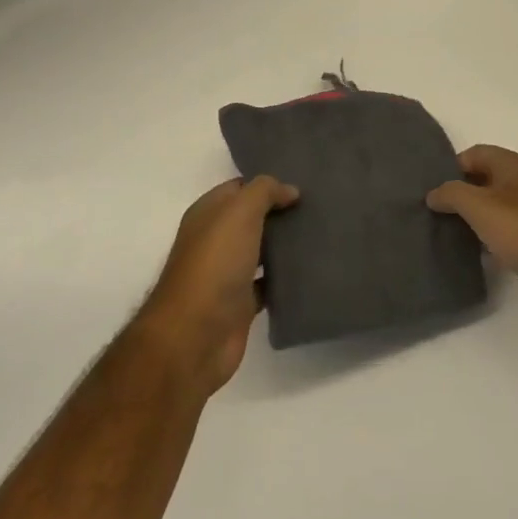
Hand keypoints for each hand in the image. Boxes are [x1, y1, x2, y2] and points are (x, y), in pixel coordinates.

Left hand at [138, 177, 298, 392]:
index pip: (239, 188)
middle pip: (252, 219)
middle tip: (319, 208)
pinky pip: (267, 284)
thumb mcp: (239, 213)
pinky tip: (311, 272)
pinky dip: (285, 279)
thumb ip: (264, 192)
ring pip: (261, 251)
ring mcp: (227, 273)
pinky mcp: (241, 303)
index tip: (303, 184)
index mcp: (208, 213)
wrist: (195, 335)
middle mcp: (215, 240)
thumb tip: (290, 190)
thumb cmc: (215, 264)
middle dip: (281, 213)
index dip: (267, 185)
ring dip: (285, 246)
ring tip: (322, 236)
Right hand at [426, 145, 517, 331]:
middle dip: (461, 194)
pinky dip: (494, 239)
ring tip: (451, 235)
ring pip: (498, 207)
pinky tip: (481, 255)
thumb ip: (451, 194)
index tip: (432, 191)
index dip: (450, 168)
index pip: (474, 153)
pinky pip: (511, 231)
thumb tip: (433, 193)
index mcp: (515, 165)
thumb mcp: (479, 206)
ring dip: (476, 218)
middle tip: (435, 213)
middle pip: (486, 180)